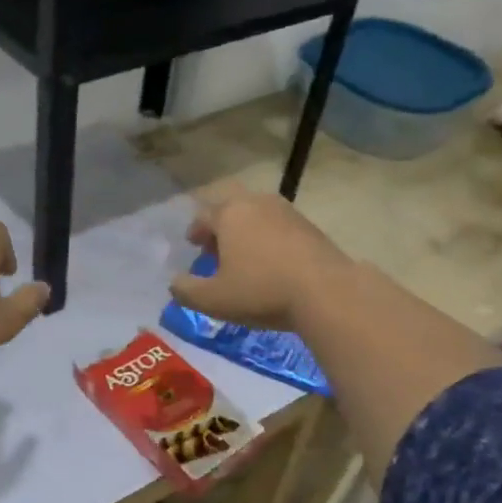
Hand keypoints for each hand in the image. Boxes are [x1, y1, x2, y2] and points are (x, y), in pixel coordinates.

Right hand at [170, 183, 352, 331]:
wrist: (327, 292)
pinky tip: (272, 263)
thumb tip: (174, 283)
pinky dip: (269, 239)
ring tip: (244, 257)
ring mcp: (287, 211)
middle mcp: (257, 203)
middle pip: (231, 209)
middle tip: (216, 249)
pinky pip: (279, 227)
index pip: (203, 216)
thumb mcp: (213, 299)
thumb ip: (186, 290)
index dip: (195, 231)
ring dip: (246, 232)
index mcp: (229, 214)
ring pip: (257, 216)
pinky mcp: (310, 226)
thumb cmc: (261, 291)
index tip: (194, 246)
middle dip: (220, 227)